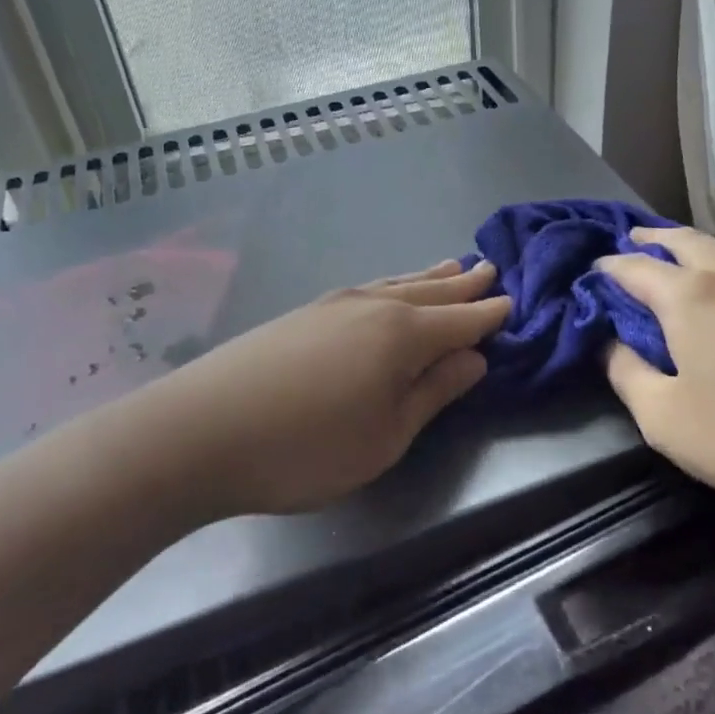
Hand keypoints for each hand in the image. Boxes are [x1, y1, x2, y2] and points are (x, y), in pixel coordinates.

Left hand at [145, 260, 509, 516]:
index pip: (461, 321)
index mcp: (403, 335)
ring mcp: (334, 304)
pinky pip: (368, 289)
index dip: (489, 314)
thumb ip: (433, 392)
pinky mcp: (304, 312)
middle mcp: (373, 306)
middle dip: (463, 285)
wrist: (201, 431)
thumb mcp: (386, 435)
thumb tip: (473, 359)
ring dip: (428, 278)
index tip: (512, 301)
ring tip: (450, 266)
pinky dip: (393, 285)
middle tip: (489, 269)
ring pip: (396, 283)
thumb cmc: (307, 447)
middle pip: (431, 292)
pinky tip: (388, 290)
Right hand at [597, 229, 714, 535]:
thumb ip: (625, 373)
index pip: (631, 266)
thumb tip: (611, 343)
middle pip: (678, 239)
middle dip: (646, 240)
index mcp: (688, 295)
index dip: (604, 270)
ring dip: (685, 247)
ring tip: (670, 260)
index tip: (589, 278)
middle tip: (627, 246)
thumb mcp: (664, 419)